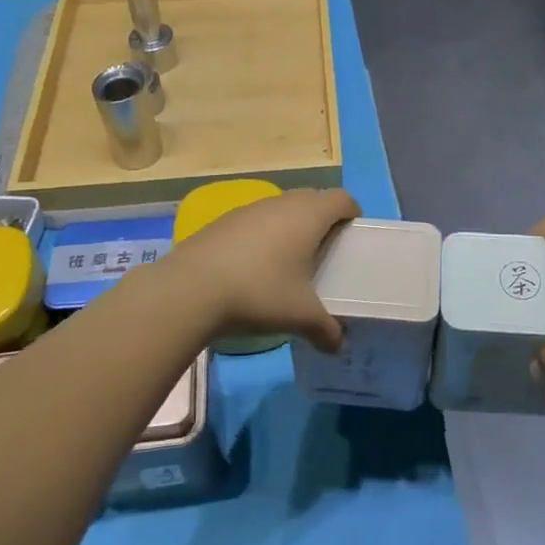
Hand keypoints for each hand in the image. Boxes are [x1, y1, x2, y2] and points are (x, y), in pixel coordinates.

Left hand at [161, 188, 359, 350]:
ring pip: (282, 209)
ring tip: (289, 262)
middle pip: (313, 199)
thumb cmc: (259, 292)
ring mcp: (250, 208)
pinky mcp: (224, 220)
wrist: (190, 289)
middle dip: (323, 220)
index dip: (352, 213)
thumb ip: (326, 330)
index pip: (342, 199)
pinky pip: (256, 220)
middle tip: (325, 251)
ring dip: (291, 227)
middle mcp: (282, 203)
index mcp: (309, 215)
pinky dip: (263, 235)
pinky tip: (254, 267)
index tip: (353, 236)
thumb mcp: (300, 316)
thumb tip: (338, 345)